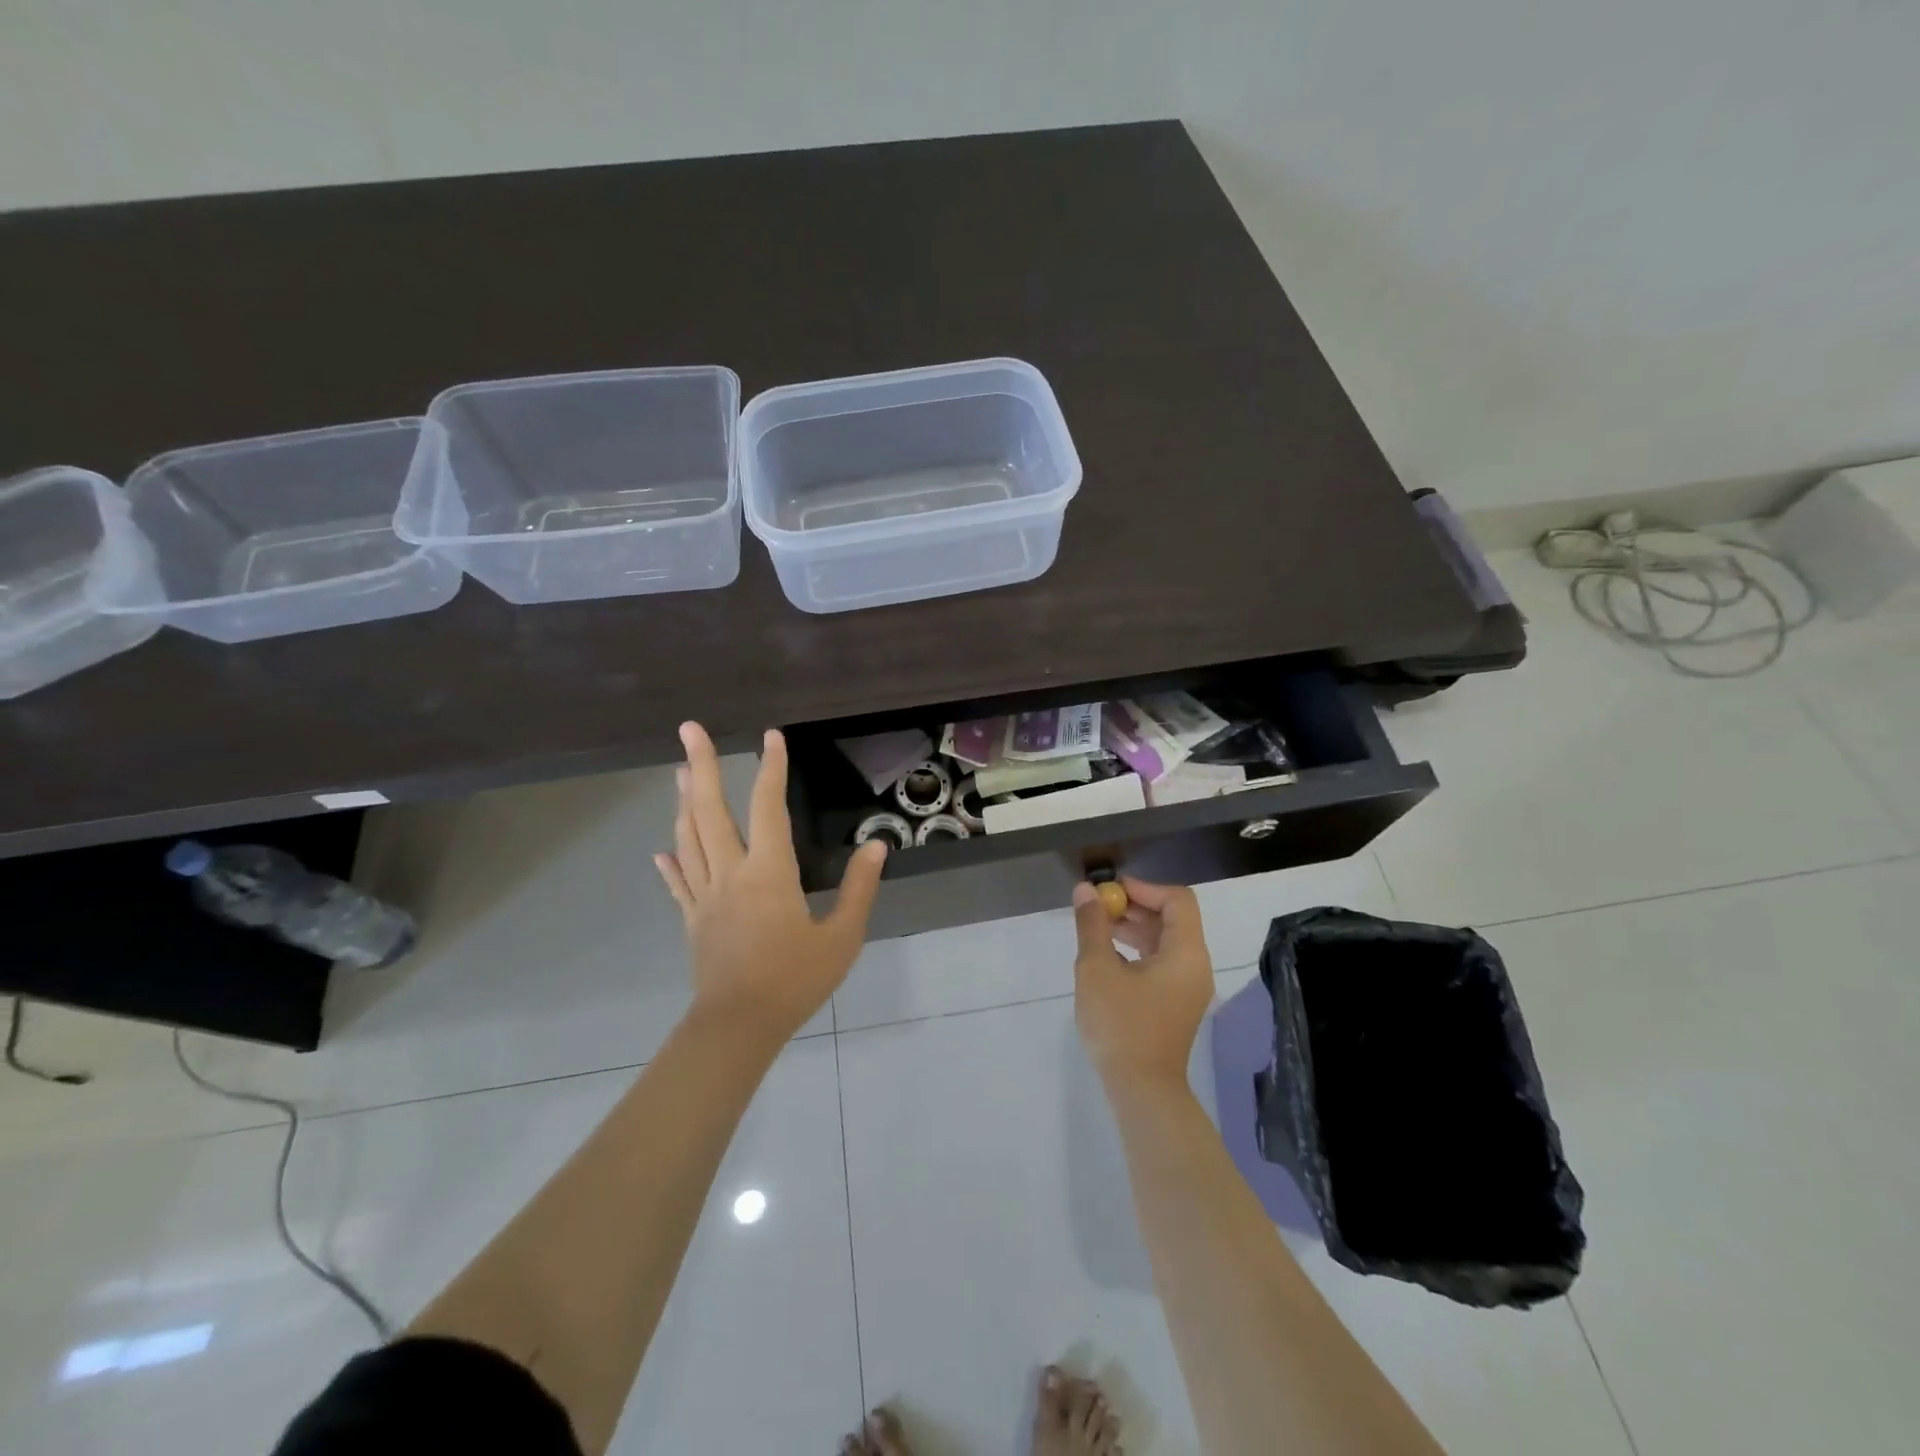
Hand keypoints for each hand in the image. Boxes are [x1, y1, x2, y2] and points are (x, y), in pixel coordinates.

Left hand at [655, 722, 886, 1041]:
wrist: (739, 1027)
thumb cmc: (795, 980)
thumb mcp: (842, 937)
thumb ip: (860, 888)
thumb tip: (876, 845)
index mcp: (768, 872)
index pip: (768, 807)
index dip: (771, 768)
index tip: (771, 736)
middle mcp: (730, 873)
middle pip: (709, 810)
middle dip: (700, 766)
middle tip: (689, 729)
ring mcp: (705, 896)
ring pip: (689, 838)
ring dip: (684, 802)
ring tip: (679, 773)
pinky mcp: (693, 920)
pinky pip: (680, 883)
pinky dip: (672, 862)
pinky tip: (663, 850)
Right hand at [1072, 877, 1214, 1088]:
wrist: (1142, 1091)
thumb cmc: (1121, 1025)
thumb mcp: (1097, 969)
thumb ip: (1092, 925)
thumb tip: (1085, 890)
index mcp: (1186, 953)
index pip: (1177, 900)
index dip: (1143, 888)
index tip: (1109, 892)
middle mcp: (1194, 966)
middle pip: (1172, 919)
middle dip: (1134, 907)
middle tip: (1097, 907)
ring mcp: (1186, 987)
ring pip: (1164, 941)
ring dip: (1132, 928)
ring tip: (1095, 928)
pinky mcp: (1174, 1003)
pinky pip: (1160, 963)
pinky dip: (1136, 951)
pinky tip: (1106, 956)